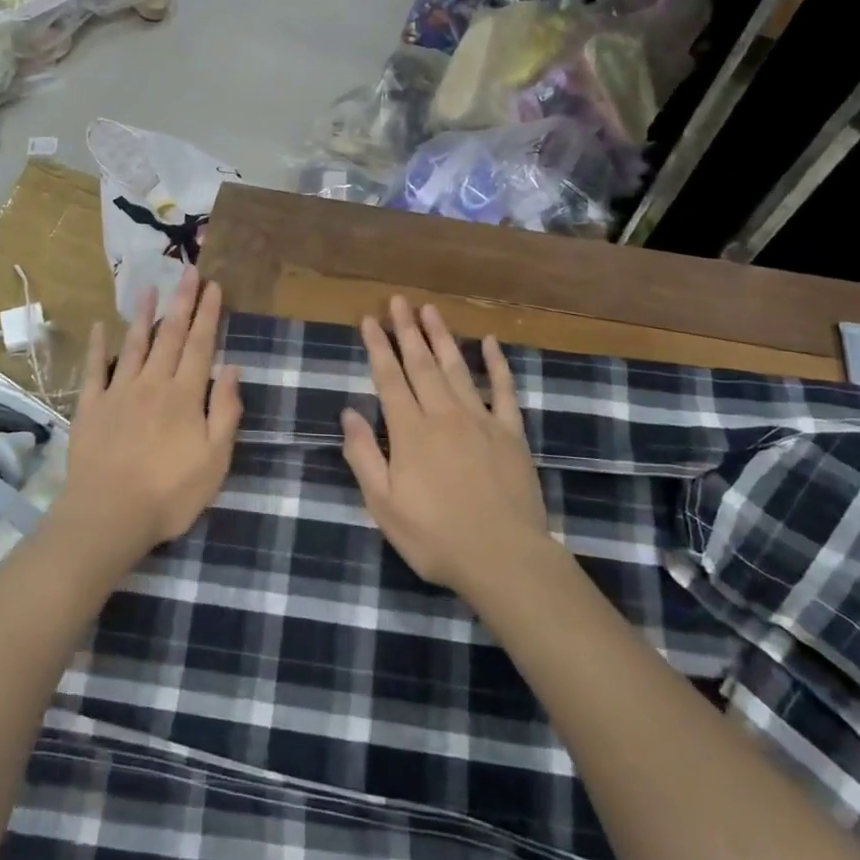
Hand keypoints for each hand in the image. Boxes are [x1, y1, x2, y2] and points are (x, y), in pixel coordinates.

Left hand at [51, 268, 243, 566]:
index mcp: (185, 395)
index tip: (213, 286)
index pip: (201, 345)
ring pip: (134, 344)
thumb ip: (225, 411)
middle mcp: (152, 383)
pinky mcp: (90, 407)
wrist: (108, 516)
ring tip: (149, 286)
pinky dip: (98, 347)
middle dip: (181, 301)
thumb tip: (233, 369)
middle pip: (170, 335)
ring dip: (143, 314)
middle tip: (188, 271)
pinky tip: (99, 327)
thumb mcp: (215, 460)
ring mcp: (118, 392)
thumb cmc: (169, 493)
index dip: (208, 314)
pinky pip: (95, 369)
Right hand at [341, 297, 549, 594]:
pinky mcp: (511, 433)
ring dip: (442, 337)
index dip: (378, 347)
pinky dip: (497, 364)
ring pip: (457, 368)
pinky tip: (490, 342)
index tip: (369, 319)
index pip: (389, 378)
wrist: (503, 558)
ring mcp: (481, 420)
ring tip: (430, 309)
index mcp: (410, 432)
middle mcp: (444, 415)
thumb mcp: (384, 505)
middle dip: (407, 330)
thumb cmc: (435, 537)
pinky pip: (504, 390)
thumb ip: (364, 455)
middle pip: (422, 364)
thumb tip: (348, 413)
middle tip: (398, 301)